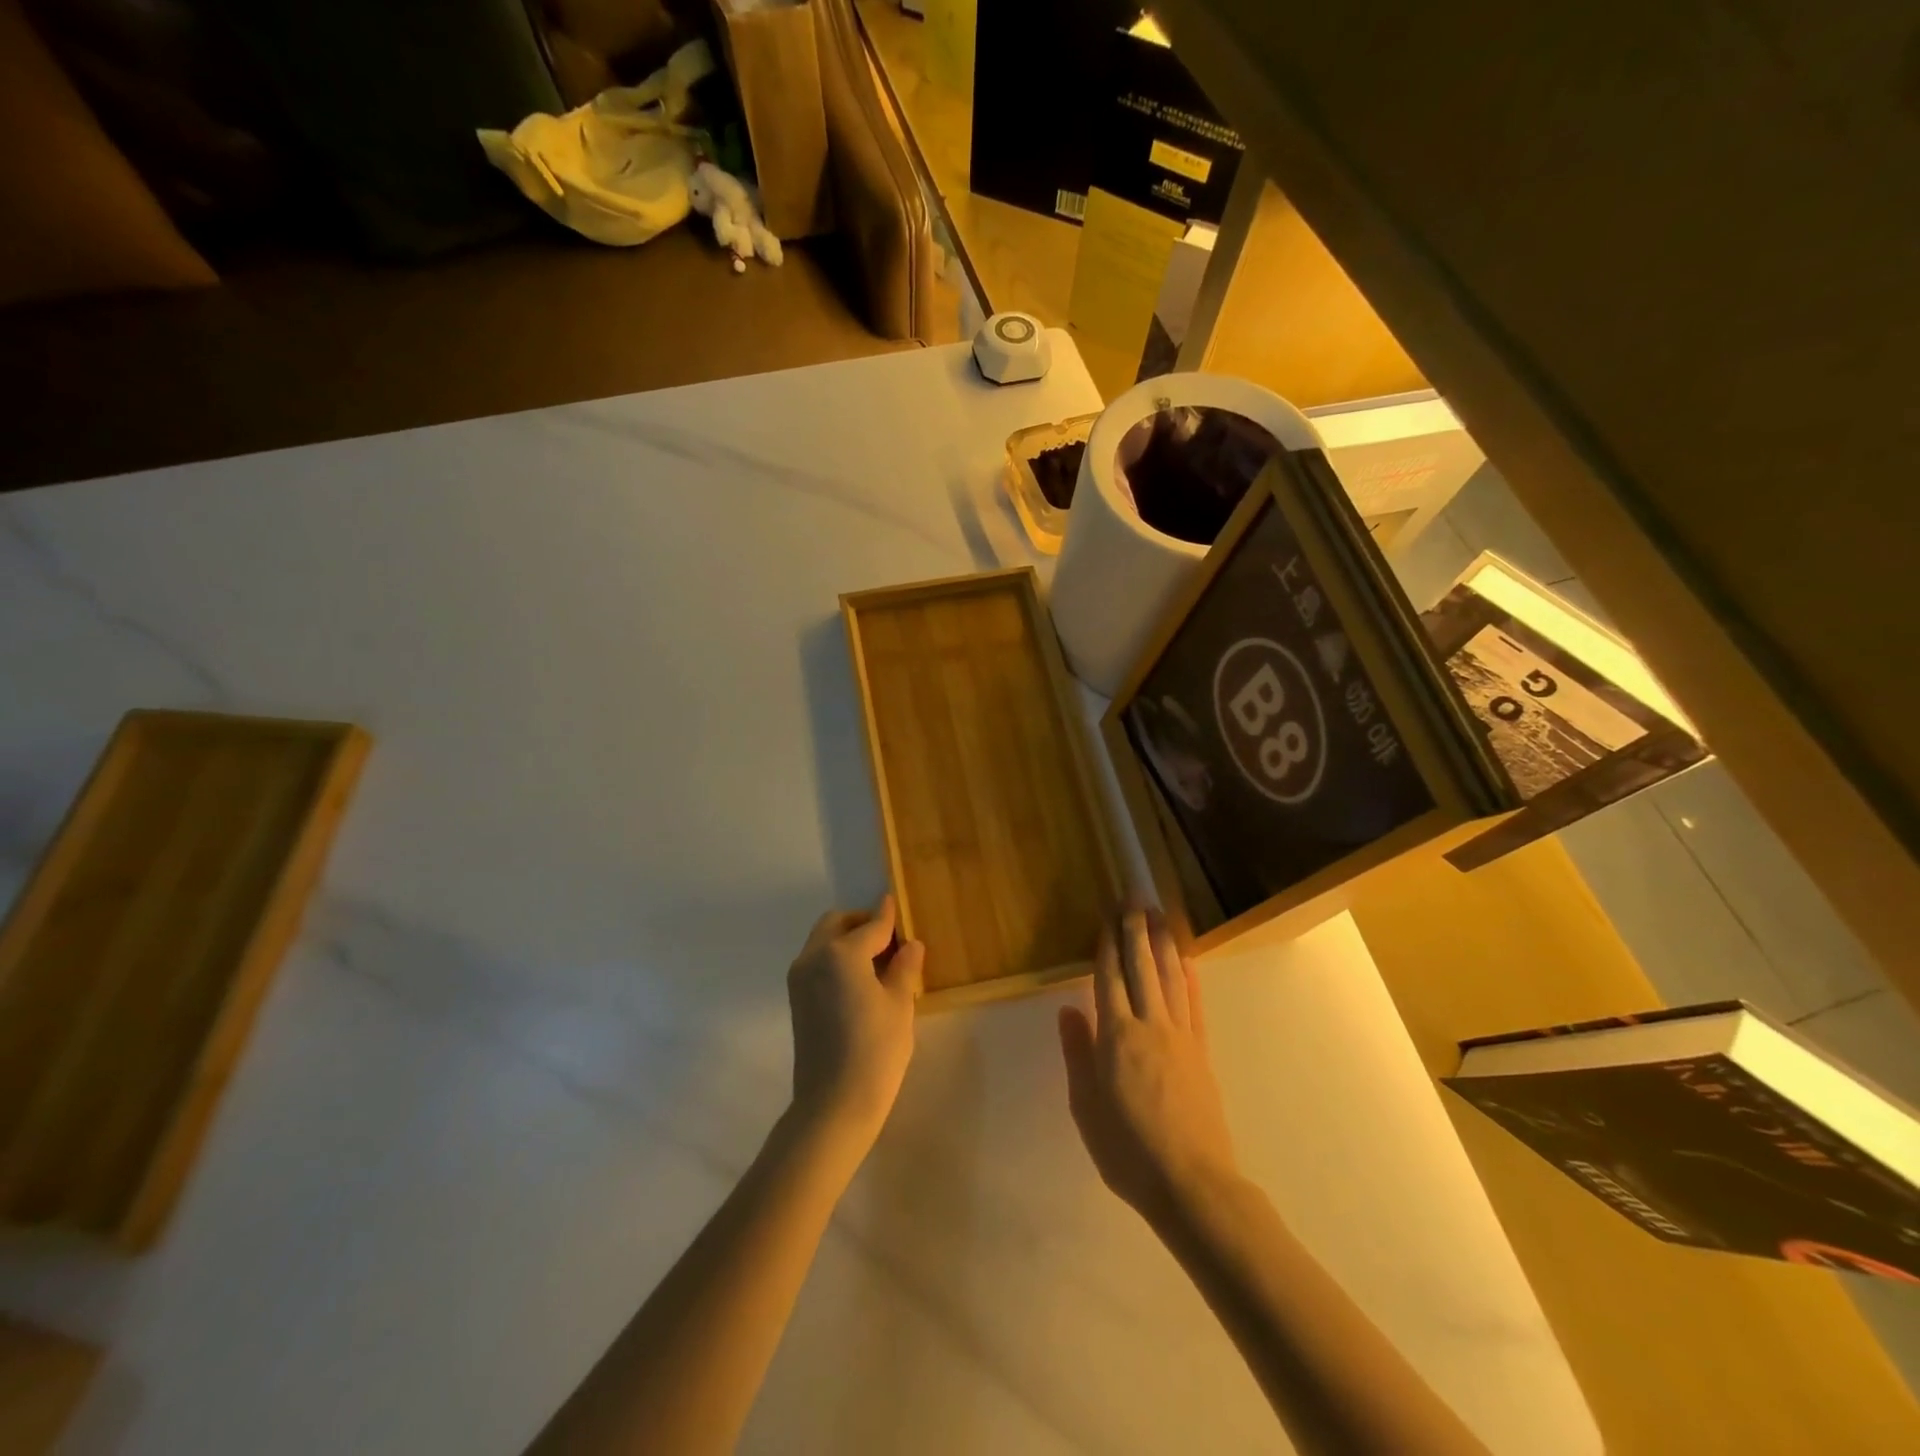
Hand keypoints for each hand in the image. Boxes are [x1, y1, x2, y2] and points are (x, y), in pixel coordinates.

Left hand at [787, 896, 923, 1152]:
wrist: (833, 1105)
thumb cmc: (875, 1051)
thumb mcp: (899, 1005)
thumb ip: (904, 968)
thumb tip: (910, 945)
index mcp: (841, 952)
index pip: (871, 926)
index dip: (888, 916)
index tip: (896, 903)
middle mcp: (813, 957)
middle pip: (837, 924)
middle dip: (861, 923)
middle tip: (890, 938)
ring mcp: (800, 978)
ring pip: (823, 940)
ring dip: (847, 939)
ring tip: (878, 960)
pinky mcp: (797, 998)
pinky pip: (817, 961)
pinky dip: (836, 957)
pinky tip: (860, 979)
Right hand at [1058, 909, 1238, 1229]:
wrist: (1191, 1184)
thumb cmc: (1127, 1150)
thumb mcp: (1086, 1106)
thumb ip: (1077, 1053)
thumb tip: (1068, 1008)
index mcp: (1115, 1036)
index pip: (1109, 977)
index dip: (1107, 944)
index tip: (1107, 915)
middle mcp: (1148, 1025)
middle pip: (1140, 966)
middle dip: (1135, 929)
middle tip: (1134, 896)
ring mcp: (1180, 1035)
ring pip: (1169, 976)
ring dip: (1162, 941)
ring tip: (1159, 913)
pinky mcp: (1201, 1051)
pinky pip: (1194, 1004)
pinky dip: (1189, 976)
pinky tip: (1187, 957)